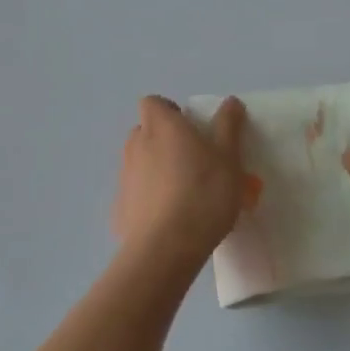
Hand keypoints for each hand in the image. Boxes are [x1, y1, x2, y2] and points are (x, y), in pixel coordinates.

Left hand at [111, 95, 247, 271]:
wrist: (166, 248)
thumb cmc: (204, 193)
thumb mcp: (228, 157)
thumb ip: (228, 126)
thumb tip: (230, 102)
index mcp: (161, 126)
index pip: (153, 103)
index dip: (170, 111)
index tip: (191, 128)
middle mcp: (136, 145)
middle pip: (145, 131)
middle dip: (164, 140)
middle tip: (193, 160)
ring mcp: (125, 177)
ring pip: (140, 163)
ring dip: (157, 168)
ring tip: (184, 192)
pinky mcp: (120, 208)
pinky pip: (136, 193)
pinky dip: (149, 198)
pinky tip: (170, 218)